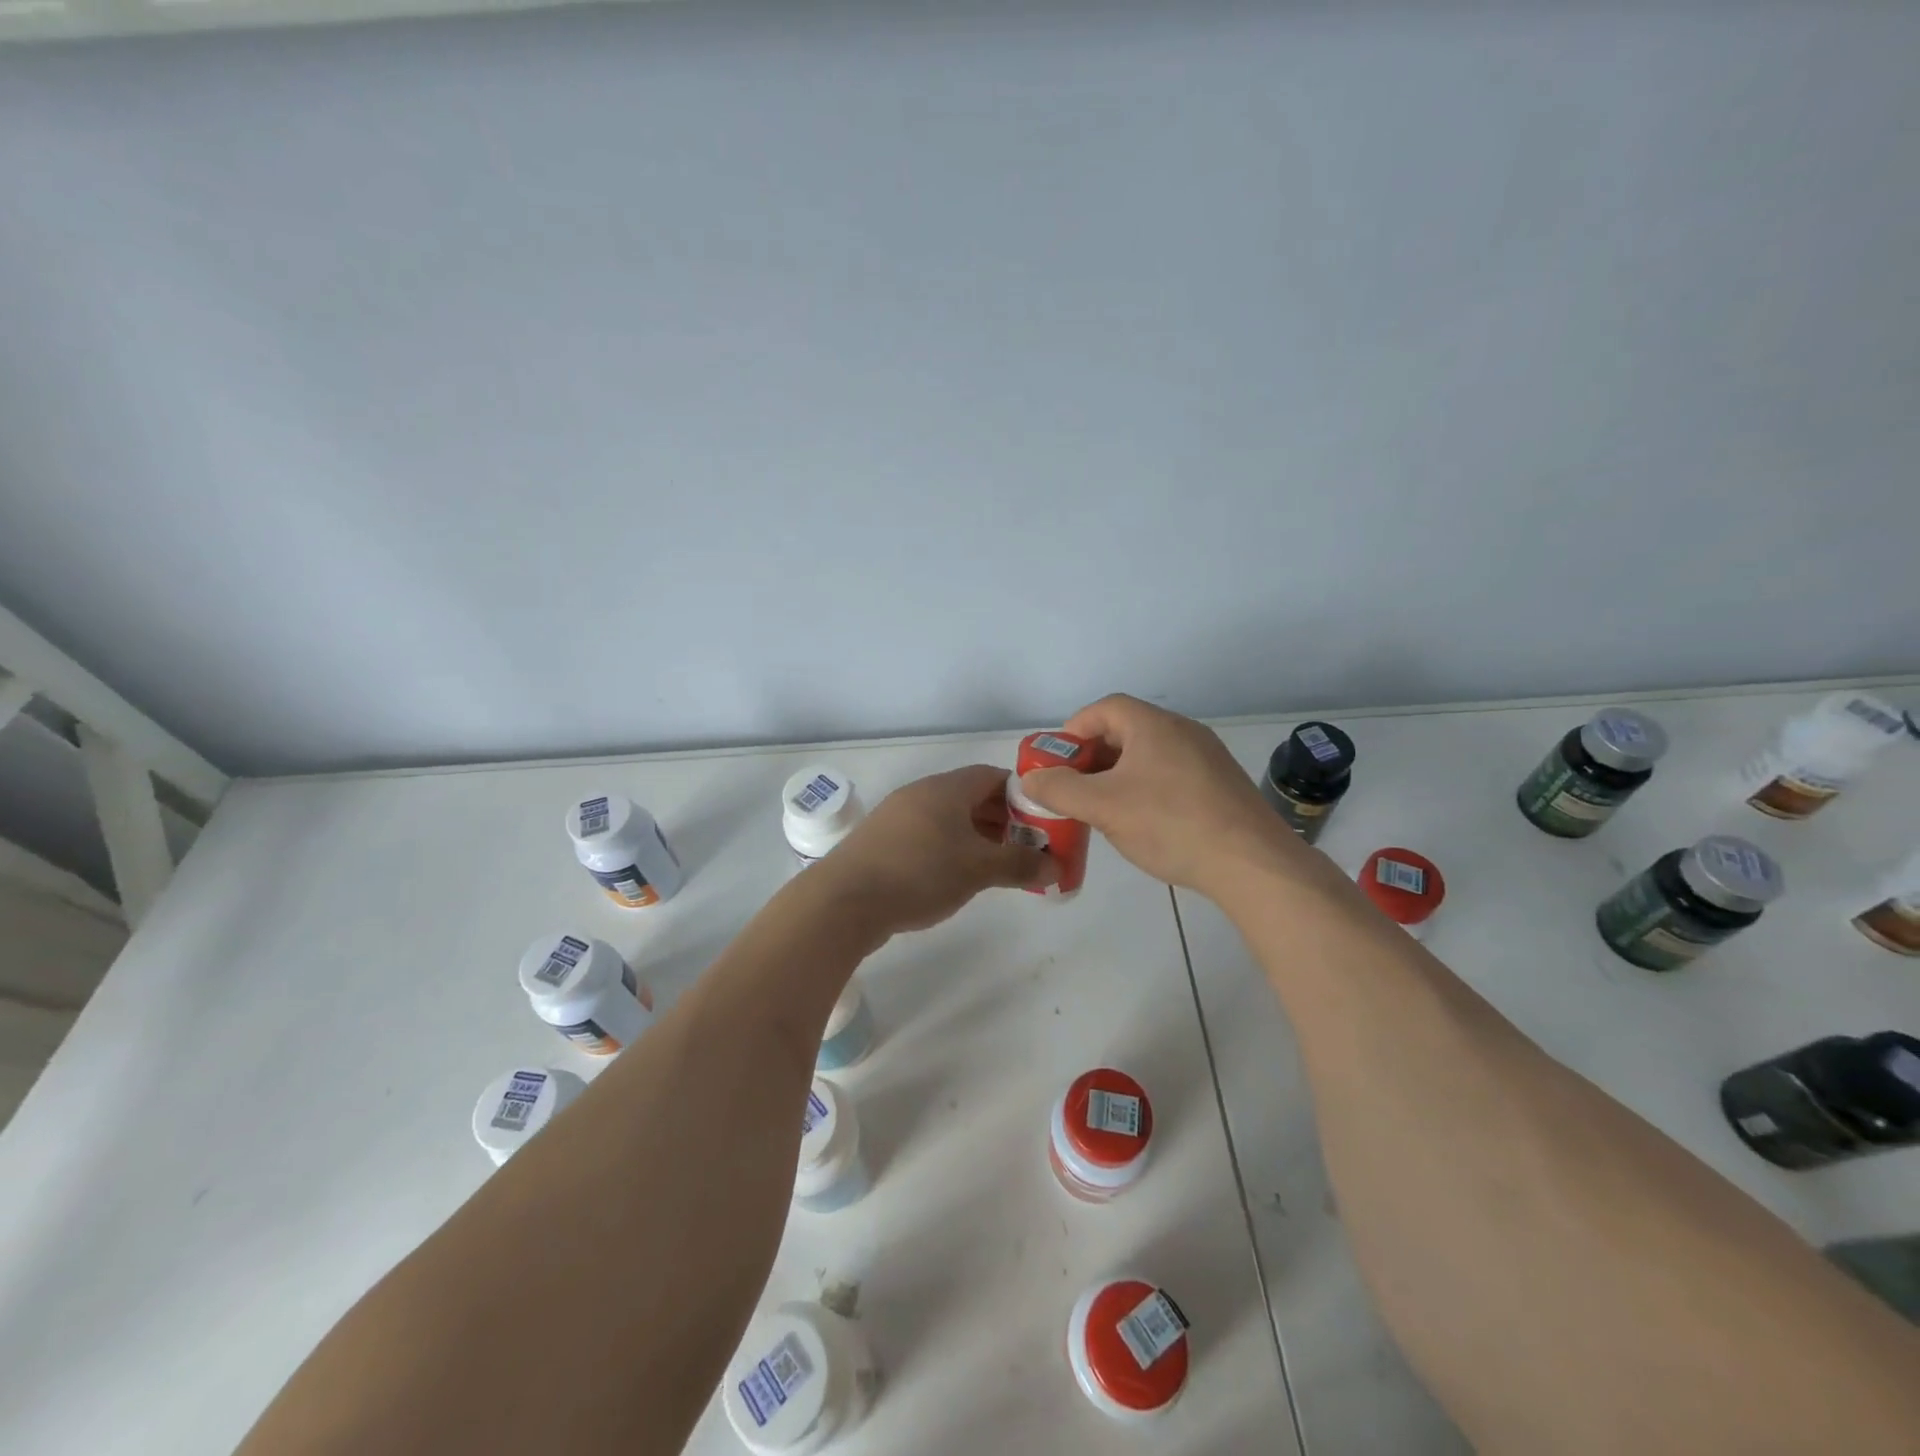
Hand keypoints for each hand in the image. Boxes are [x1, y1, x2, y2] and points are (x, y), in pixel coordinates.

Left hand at [817, 764, 1056, 936]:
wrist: (844, 901)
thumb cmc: (919, 873)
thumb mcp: (977, 869)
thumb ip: (1019, 864)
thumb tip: (1056, 866)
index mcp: (946, 788)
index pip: (993, 776)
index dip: (1022, 796)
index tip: (1042, 822)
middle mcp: (921, 793)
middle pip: (971, 797)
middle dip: (1003, 821)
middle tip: (1026, 849)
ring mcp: (897, 817)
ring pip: (949, 819)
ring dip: (976, 838)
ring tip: (997, 867)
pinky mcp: (882, 842)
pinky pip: (927, 836)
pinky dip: (950, 849)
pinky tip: (956, 877)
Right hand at [1019, 695, 1302, 895]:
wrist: (1251, 863)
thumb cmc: (1170, 824)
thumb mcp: (1103, 807)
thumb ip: (1059, 789)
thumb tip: (1031, 779)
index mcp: (1154, 725)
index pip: (1104, 708)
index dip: (1074, 730)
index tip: (1057, 761)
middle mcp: (1183, 731)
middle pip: (1126, 730)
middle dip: (1092, 756)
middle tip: (1073, 787)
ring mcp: (1207, 757)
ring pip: (1149, 755)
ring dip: (1118, 774)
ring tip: (1103, 808)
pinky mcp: (1221, 785)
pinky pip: (1171, 774)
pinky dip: (1146, 788)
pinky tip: (1143, 822)